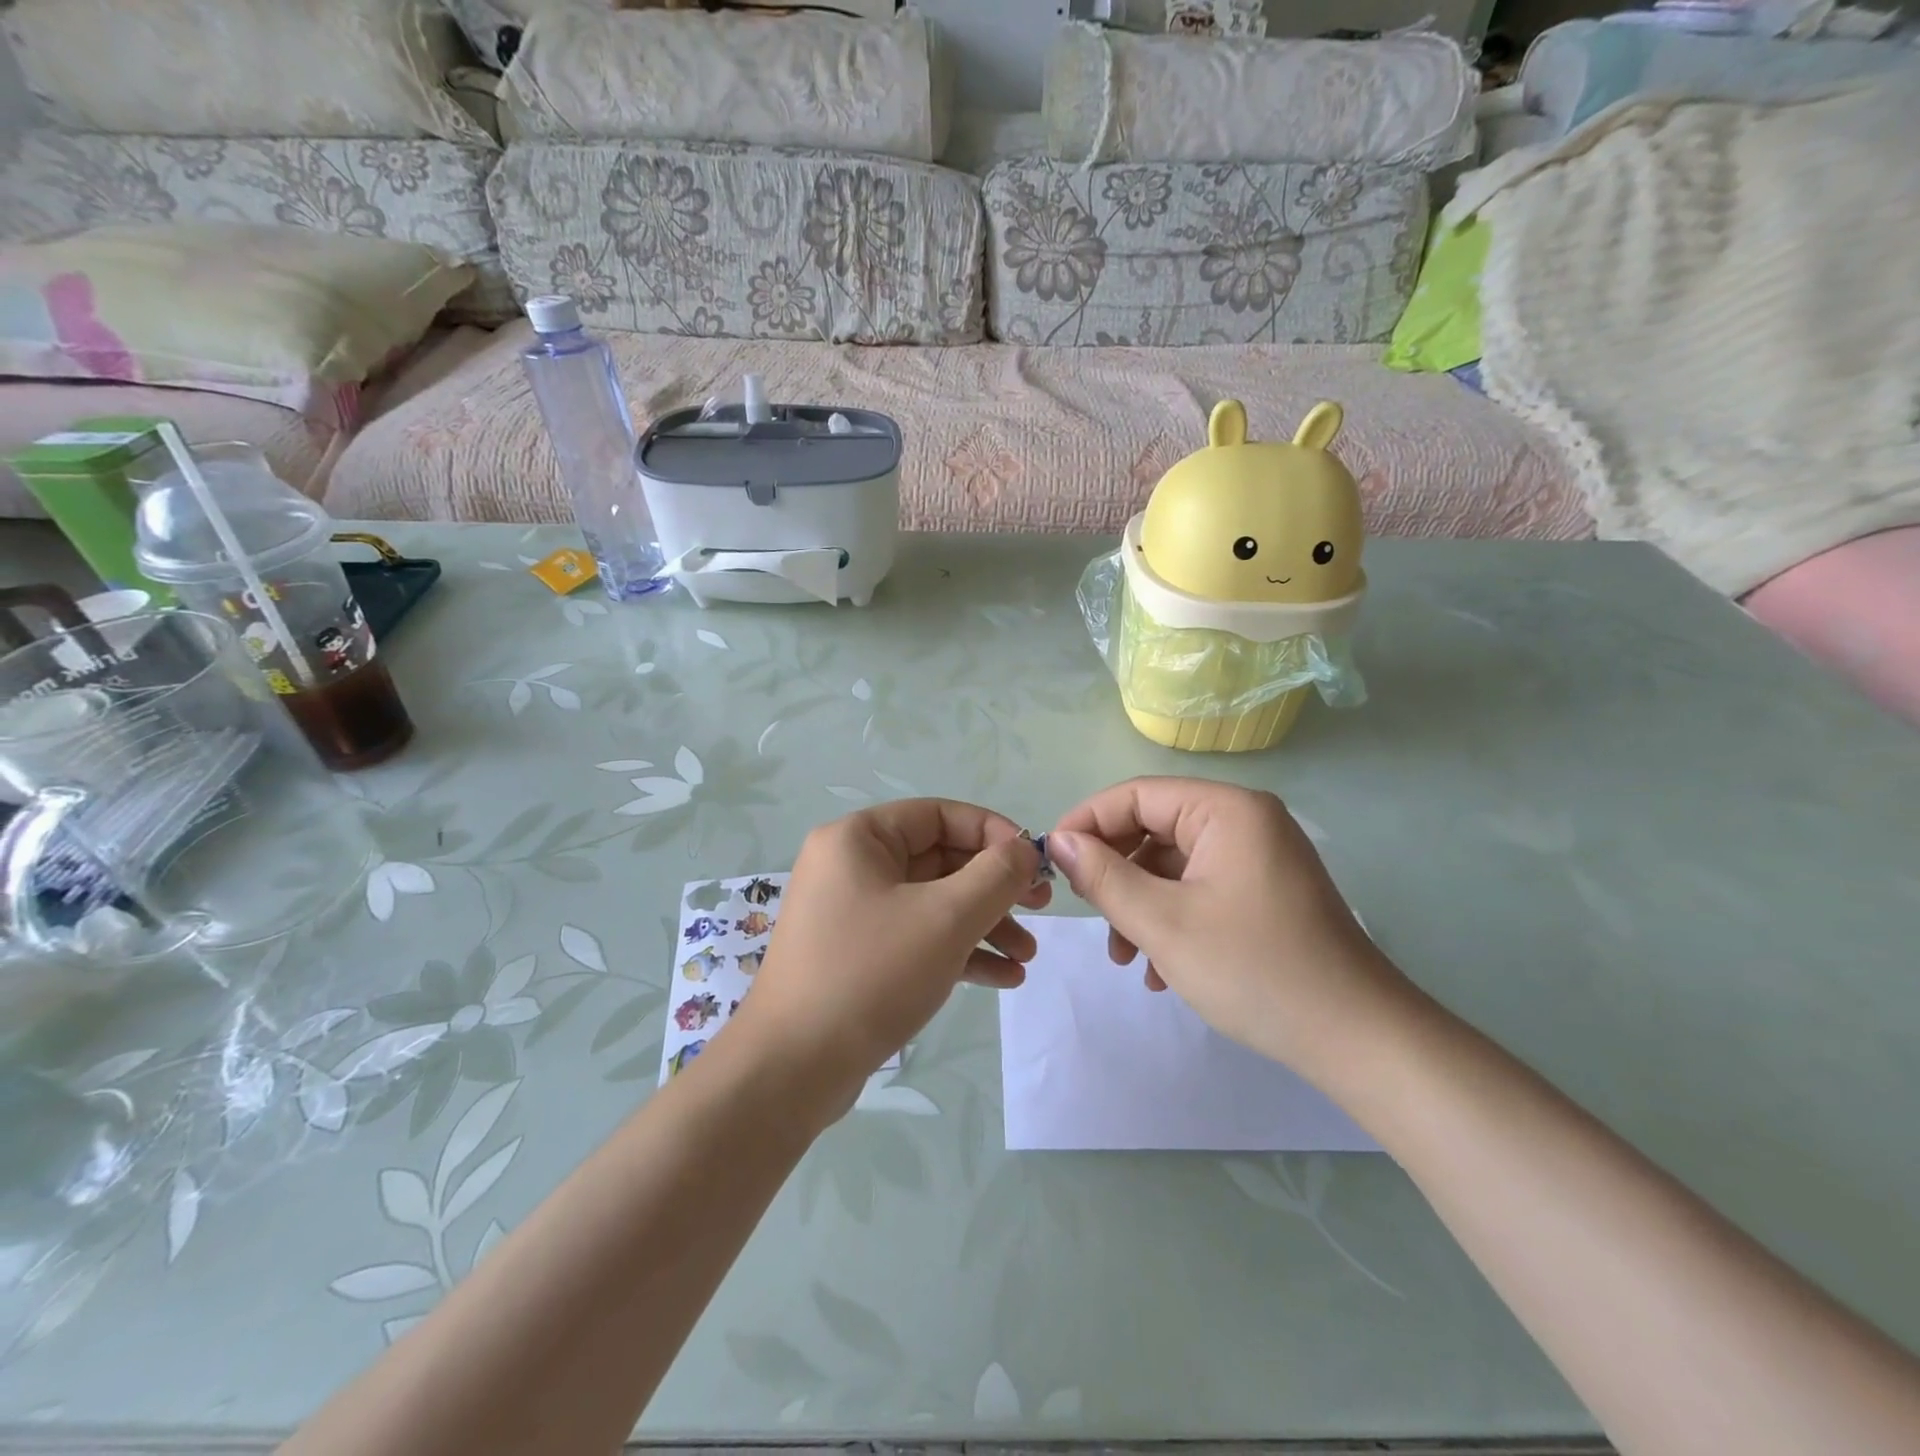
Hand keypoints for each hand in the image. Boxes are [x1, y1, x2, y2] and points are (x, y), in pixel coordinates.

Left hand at [731, 799, 1048, 1116]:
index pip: (940, 815)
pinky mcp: (858, 955)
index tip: (1034, 864)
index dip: (993, 833)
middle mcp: (852, 866)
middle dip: (994, 888)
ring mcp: (852, 913)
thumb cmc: (871, 974)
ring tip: (1027, 957)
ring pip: (933, 903)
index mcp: (859, 838)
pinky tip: (1003, 979)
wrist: (792, 1069)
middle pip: (940, 860)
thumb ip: (996, 876)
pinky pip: (917, 937)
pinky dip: (959, 951)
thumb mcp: (946, 918)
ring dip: (984, 925)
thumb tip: (1025, 849)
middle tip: (1041, 909)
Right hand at [1049, 778, 1410, 1079]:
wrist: (1358, 1039)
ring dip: (1139, 905)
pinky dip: (1171, 919)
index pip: (1137, 795)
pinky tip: (1159, 970)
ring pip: (1173, 865)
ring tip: (1125, 958)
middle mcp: (1245, 820)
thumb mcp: (1163, 923)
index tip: (1051, 860)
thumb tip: (1059, 841)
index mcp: (1226, 809)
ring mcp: (1259, 857)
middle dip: (1115, 873)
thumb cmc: (1255, 970)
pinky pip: (1200, 888)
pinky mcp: (1264, 891)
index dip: (1087, 822)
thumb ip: (1103, 877)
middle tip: (1088, 913)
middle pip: (1154, 829)